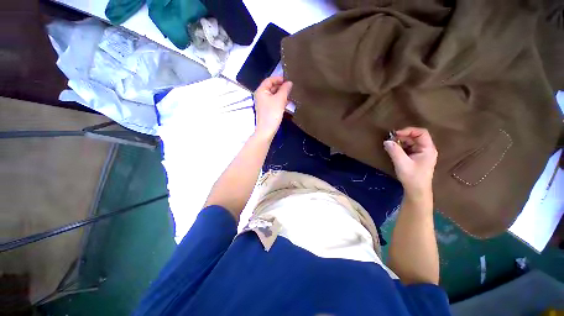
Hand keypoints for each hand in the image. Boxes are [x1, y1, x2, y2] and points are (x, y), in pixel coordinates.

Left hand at [253, 76, 292, 139]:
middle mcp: (261, 95)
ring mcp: (264, 103)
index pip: (269, 80)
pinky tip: (287, 103)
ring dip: (282, 94)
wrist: (267, 130)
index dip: (279, 78)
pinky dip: (280, 101)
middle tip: (291, 87)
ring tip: (291, 94)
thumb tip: (289, 83)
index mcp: (261, 91)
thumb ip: (285, 89)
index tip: (288, 80)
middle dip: (281, 87)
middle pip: (271, 87)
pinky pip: (274, 102)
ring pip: (273, 95)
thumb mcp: (280, 100)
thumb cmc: (272, 113)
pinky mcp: (267, 110)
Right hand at [384, 127, 437, 198]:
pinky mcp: (415, 158)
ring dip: (400, 142)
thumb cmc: (412, 177)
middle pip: (415, 137)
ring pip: (410, 142)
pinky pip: (408, 148)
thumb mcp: (402, 163)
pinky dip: (400, 147)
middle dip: (402, 137)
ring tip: (390, 145)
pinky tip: (393, 150)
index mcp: (427, 149)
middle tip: (390, 140)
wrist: (416, 191)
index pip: (421, 133)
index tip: (395, 134)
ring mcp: (421, 153)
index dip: (408, 130)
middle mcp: (426, 149)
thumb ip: (394, 151)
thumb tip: (386, 141)